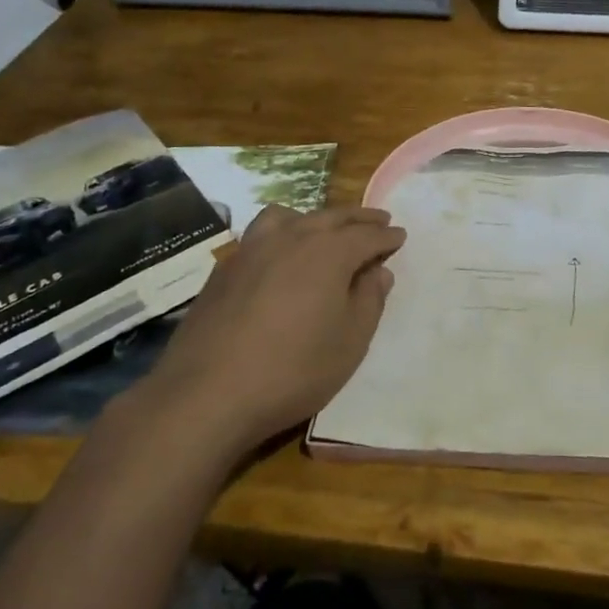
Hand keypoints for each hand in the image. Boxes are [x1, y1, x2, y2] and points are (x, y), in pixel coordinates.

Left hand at [150, 204, 404, 453]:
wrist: (208, 391)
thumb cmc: (293, 370)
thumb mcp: (350, 342)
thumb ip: (369, 300)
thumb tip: (378, 271)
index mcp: (328, 252)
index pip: (366, 235)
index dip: (386, 235)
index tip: (399, 235)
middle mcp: (292, 237)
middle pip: (332, 217)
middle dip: (358, 218)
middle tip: (377, 219)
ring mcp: (253, 248)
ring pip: (290, 216)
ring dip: (315, 219)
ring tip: (324, 230)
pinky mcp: (225, 267)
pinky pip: (261, 235)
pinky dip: (281, 234)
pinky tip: (279, 256)